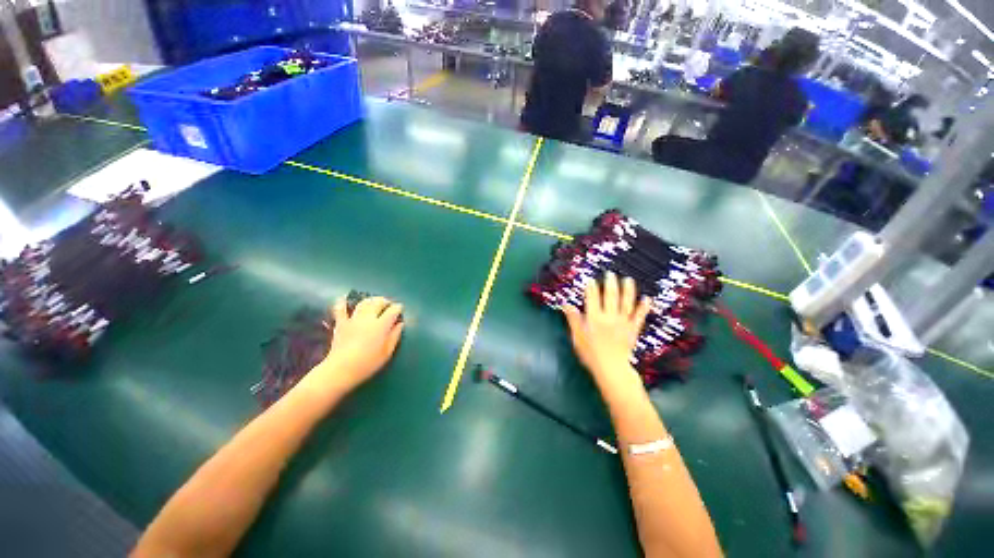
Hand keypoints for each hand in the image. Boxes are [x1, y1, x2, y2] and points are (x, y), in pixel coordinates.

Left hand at [315, 296, 403, 392]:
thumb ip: (395, 336)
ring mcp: (353, 319)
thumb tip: (400, 324)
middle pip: (378, 302)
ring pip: (363, 303)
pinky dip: (342, 303)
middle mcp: (368, 318)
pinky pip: (340, 309)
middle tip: (388, 305)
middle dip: (385, 301)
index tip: (400, 310)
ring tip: (374, 302)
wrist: (341, 370)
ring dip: (370, 300)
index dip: (398, 308)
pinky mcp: (341, 324)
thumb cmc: (367, 364)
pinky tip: (343, 298)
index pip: (393, 310)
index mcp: (381, 325)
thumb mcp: (387, 353)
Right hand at [562, 273, 650, 387]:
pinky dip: (643, 307)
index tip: (591, 279)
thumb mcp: (577, 336)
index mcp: (594, 318)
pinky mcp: (633, 329)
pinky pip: (639, 316)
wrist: (611, 369)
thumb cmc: (590, 353)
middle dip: (610, 283)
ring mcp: (623, 322)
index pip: (592, 298)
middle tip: (610, 274)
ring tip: (628, 279)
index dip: (591, 288)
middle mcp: (609, 317)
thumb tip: (566, 304)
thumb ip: (573, 319)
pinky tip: (647, 298)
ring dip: (627, 290)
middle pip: (610, 296)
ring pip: (626, 302)